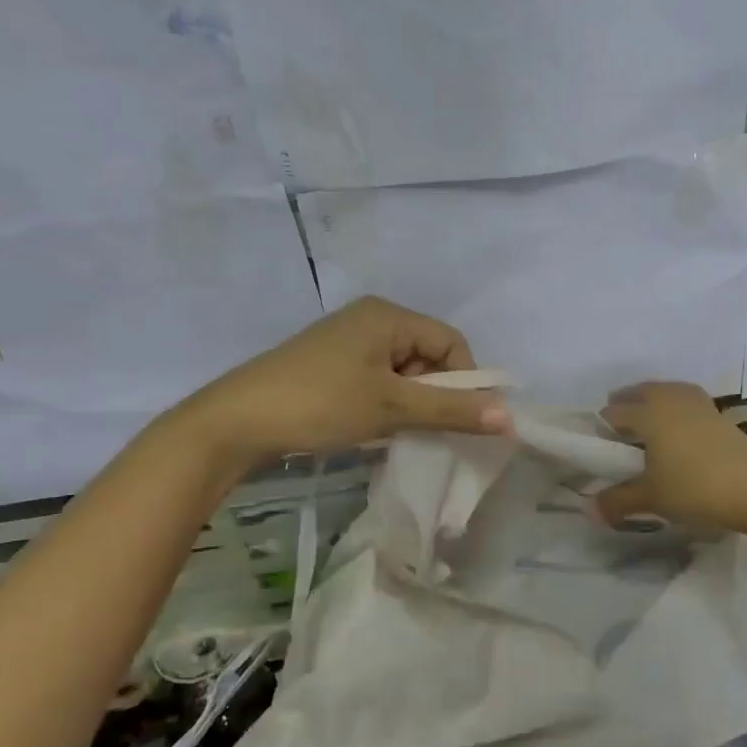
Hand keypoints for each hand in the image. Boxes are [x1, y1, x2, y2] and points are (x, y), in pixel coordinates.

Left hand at [185, 297, 510, 467]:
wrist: (237, 421)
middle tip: (423, 429)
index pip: (451, 342)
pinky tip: (373, 427)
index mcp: (388, 315)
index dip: (465, 380)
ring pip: (403, 372)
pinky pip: (377, 379)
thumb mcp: (391, 408)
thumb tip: (510, 417)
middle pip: (428, 355)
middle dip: (434, 393)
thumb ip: (452, 410)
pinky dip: (386, 403)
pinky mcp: (330, 364)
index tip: (460, 420)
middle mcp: (371, 319)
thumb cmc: (321, 403)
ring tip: (394, 431)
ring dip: (410, 403)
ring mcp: (347, 341)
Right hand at [595, 382, 746, 533]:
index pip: (613, 412)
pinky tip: (678, 432)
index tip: (599, 449)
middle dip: (625, 408)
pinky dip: (674, 410)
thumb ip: (618, 501)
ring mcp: (697, 403)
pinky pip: (685, 401)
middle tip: (619, 437)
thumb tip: (590, 509)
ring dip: (650, 404)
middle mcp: (669, 399)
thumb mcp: (652, 499)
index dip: (601, 429)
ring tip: (647, 430)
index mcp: (647, 413)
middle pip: (638, 393)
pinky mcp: (718, 414)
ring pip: (664, 392)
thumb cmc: (696, 487)